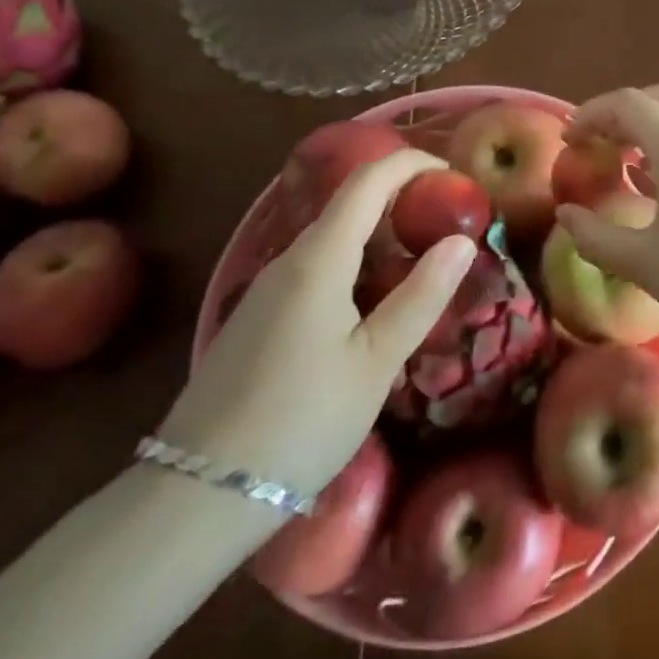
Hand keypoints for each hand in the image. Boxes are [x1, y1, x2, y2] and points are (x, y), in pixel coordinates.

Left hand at [158, 149, 470, 508]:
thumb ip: (421, 296)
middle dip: (401, 200)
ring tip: (421, 263)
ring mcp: (267, 289)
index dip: (411, 164)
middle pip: (348, 204)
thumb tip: (461, 240)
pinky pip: (315, 268)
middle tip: (447, 224)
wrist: (197, 495)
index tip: (452, 175)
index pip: (367, 181)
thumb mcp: (376, 362)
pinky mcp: (258, 317)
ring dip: (379, 236)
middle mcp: (288, 260)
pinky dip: (354, 264)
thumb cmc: (301, 422)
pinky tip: (373, 305)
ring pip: (332, 238)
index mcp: (318, 258)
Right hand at [556, 86, 658, 343]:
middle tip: (592, 146)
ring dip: (648, 126)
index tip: (568, 141)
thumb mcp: (645, 263)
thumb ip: (596, 236)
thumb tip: (566, 216)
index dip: (590, 114)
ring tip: (621, 160)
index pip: (627, 103)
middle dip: (618, 115)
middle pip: (656, 100)